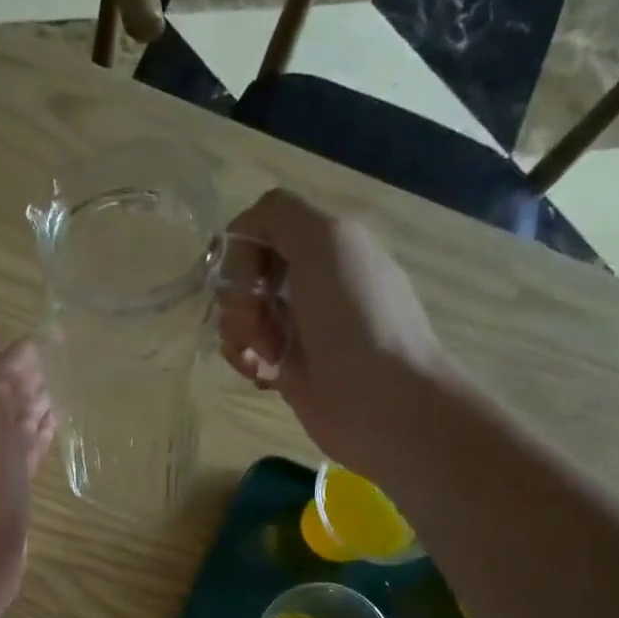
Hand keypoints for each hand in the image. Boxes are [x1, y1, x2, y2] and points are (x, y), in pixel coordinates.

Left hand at [0, 321, 56, 613]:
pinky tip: (52, 433)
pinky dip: (38, 441)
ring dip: (34, 410)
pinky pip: (27, 458)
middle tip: (58, 364)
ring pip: (16, 429)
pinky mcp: (13, 496)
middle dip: (26, 380)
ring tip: (61, 395)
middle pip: (4, 400)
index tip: (42, 340)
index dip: (11, 357)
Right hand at [219, 189, 454, 468]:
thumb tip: (237, 234)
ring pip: (238, 315)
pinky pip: (244, 351)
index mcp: (325, 243)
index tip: (244, 278)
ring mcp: (296, 326)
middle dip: (238, 296)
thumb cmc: (355, 318)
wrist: (381, 401)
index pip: (259, 227)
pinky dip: (244, 360)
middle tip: (257, 319)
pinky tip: (263, 375)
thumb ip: (278, 216)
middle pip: (242, 272)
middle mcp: (309, 279)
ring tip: (265, 354)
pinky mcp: (284, 367)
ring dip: (239, 332)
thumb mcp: (326, 241)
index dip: (240, 250)